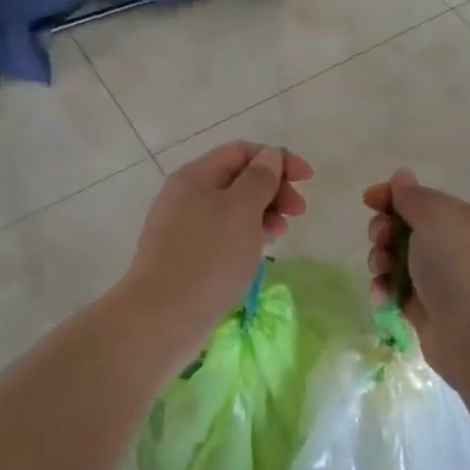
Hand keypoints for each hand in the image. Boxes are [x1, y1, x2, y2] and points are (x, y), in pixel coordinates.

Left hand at [124, 143, 312, 340]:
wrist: (162, 317)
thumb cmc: (208, 257)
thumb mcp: (241, 211)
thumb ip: (259, 179)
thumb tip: (269, 156)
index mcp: (195, 177)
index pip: (241, 151)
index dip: (277, 159)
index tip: (307, 179)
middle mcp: (185, 196)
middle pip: (237, 179)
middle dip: (272, 188)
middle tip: (298, 212)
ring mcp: (183, 227)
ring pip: (231, 209)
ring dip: (262, 214)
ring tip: (280, 235)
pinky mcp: (186, 256)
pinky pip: (222, 234)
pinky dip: (245, 236)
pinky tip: (258, 252)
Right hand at [364, 169, 469, 342]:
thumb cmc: (456, 263)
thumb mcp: (434, 216)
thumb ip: (413, 196)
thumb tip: (401, 177)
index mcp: (464, 223)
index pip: (423, 201)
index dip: (393, 197)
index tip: (369, 200)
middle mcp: (456, 250)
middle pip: (406, 231)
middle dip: (384, 231)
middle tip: (381, 239)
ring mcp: (441, 283)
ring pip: (398, 262)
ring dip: (381, 261)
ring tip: (381, 271)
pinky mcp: (426, 312)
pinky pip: (397, 292)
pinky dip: (385, 290)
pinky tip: (383, 295)